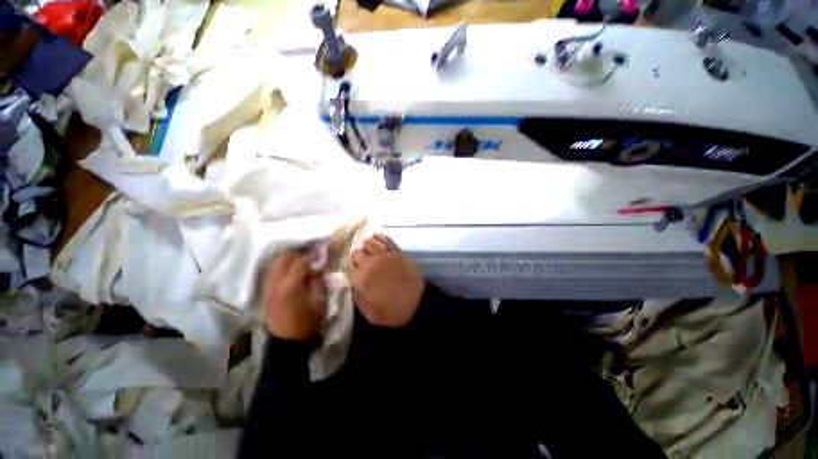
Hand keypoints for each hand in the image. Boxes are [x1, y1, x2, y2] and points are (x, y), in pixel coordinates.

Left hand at [262, 253, 325, 339]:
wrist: (288, 340)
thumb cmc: (308, 321)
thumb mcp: (319, 300)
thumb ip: (317, 281)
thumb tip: (317, 267)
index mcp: (292, 285)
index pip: (301, 262)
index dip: (311, 255)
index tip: (320, 252)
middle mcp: (277, 283)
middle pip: (283, 259)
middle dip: (297, 256)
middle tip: (309, 259)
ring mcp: (268, 288)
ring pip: (274, 265)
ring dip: (287, 261)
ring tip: (299, 264)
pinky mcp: (265, 293)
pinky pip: (271, 273)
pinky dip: (280, 268)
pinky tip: (289, 273)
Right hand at [350, 234, 423, 326]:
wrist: (417, 304)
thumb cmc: (392, 312)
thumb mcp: (370, 313)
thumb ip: (358, 298)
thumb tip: (354, 286)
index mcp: (362, 279)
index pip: (350, 268)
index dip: (352, 270)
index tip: (355, 273)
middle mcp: (371, 264)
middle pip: (357, 253)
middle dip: (357, 258)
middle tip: (362, 263)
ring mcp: (385, 256)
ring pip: (369, 243)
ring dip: (366, 247)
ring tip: (369, 252)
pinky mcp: (397, 252)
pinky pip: (386, 239)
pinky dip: (379, 237)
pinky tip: (376, 238)